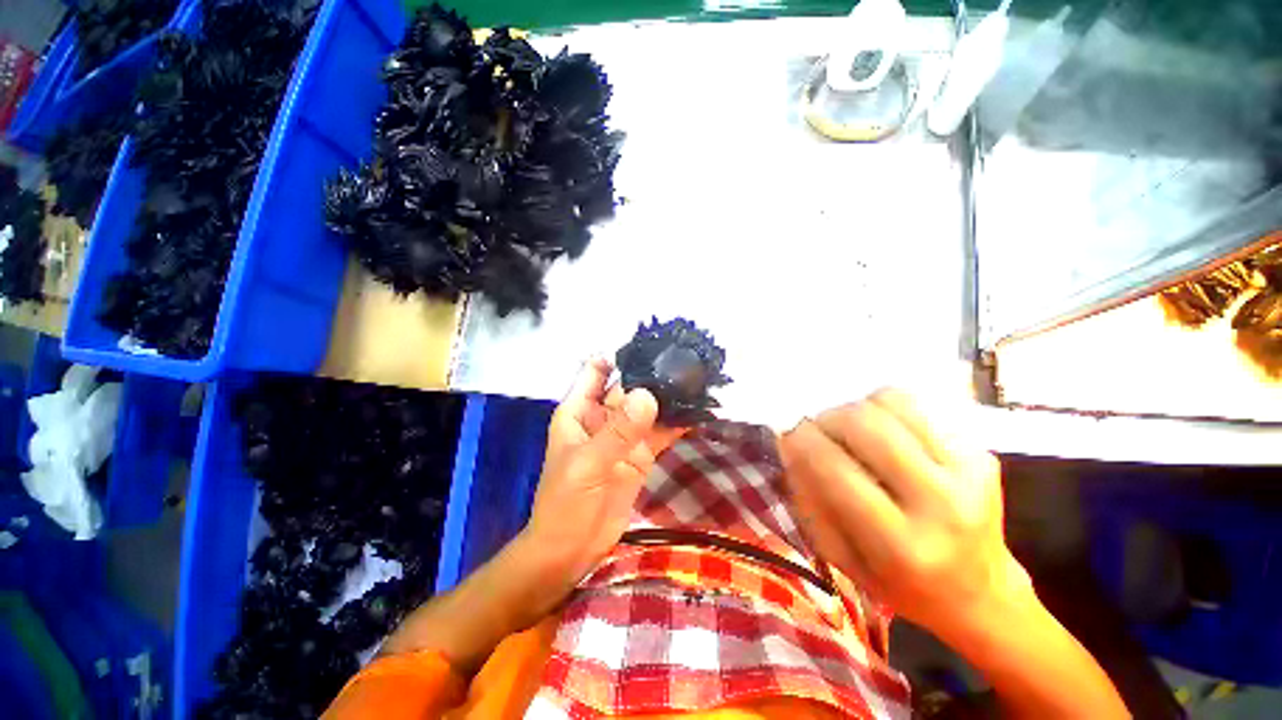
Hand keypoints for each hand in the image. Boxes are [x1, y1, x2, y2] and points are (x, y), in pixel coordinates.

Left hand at [523, 358, 685, 596]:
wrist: (573, 550)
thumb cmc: (565, 503)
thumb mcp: (587, 464)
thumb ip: (618, 431)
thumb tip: (648, 396)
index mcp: (580, 410)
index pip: (597, 371)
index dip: (619, 356)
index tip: (649, 346)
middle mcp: (603, 417)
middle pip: (629, 387)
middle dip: (653, 374)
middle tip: (685, 359)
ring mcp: (624, 436)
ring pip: (648, 408)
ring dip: (669, 397)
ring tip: (697, 379)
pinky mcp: (641, 454)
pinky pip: (661, 433)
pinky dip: (677, 423)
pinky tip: (699, 412)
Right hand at [780, 388, 1032, 638]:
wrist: (981, 594)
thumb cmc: (898, 584)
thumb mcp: (840, 559)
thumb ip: (809, 500)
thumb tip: (790, 444)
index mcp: (901, 546)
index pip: (835, 469)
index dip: (801, 440)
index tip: (788, 434)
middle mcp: (941, 505)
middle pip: (865, 424)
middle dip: (828, 419)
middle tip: (819, 431)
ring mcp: (970, 474)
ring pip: (893, 403)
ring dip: (858, 409)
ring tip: (853, 432)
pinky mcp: (982, 454)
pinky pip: (919, 405)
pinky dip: (887, 410)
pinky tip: (885, 433)